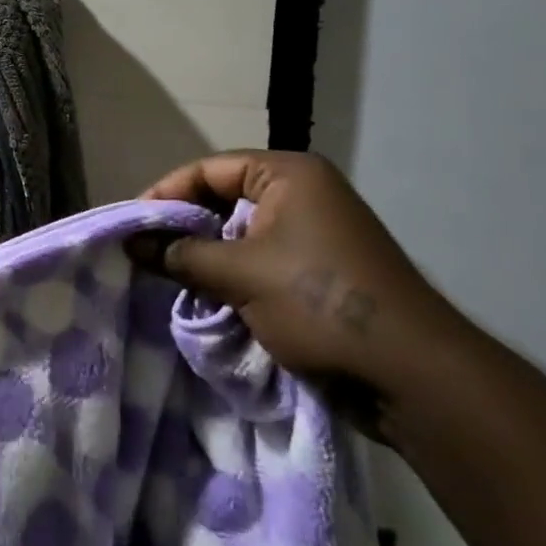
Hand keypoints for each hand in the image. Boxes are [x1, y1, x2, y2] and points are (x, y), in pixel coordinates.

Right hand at [133, 151, 466, 414]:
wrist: (413, 377)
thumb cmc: (320, 302)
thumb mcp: (240, 274)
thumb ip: (181, 255)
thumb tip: (132, 244)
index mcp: (289, 174)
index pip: (209, 169)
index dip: (166, 194)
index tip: (132, 225)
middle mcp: (303, 194)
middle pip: (224, 198)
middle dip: (185, 226)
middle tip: (145, 251)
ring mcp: (315, 234)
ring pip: (240, 234)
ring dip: (207, 256)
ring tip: (168, 276)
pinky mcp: (320, 271)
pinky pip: (261, 260)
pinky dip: (232, 275)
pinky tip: (206, 297)